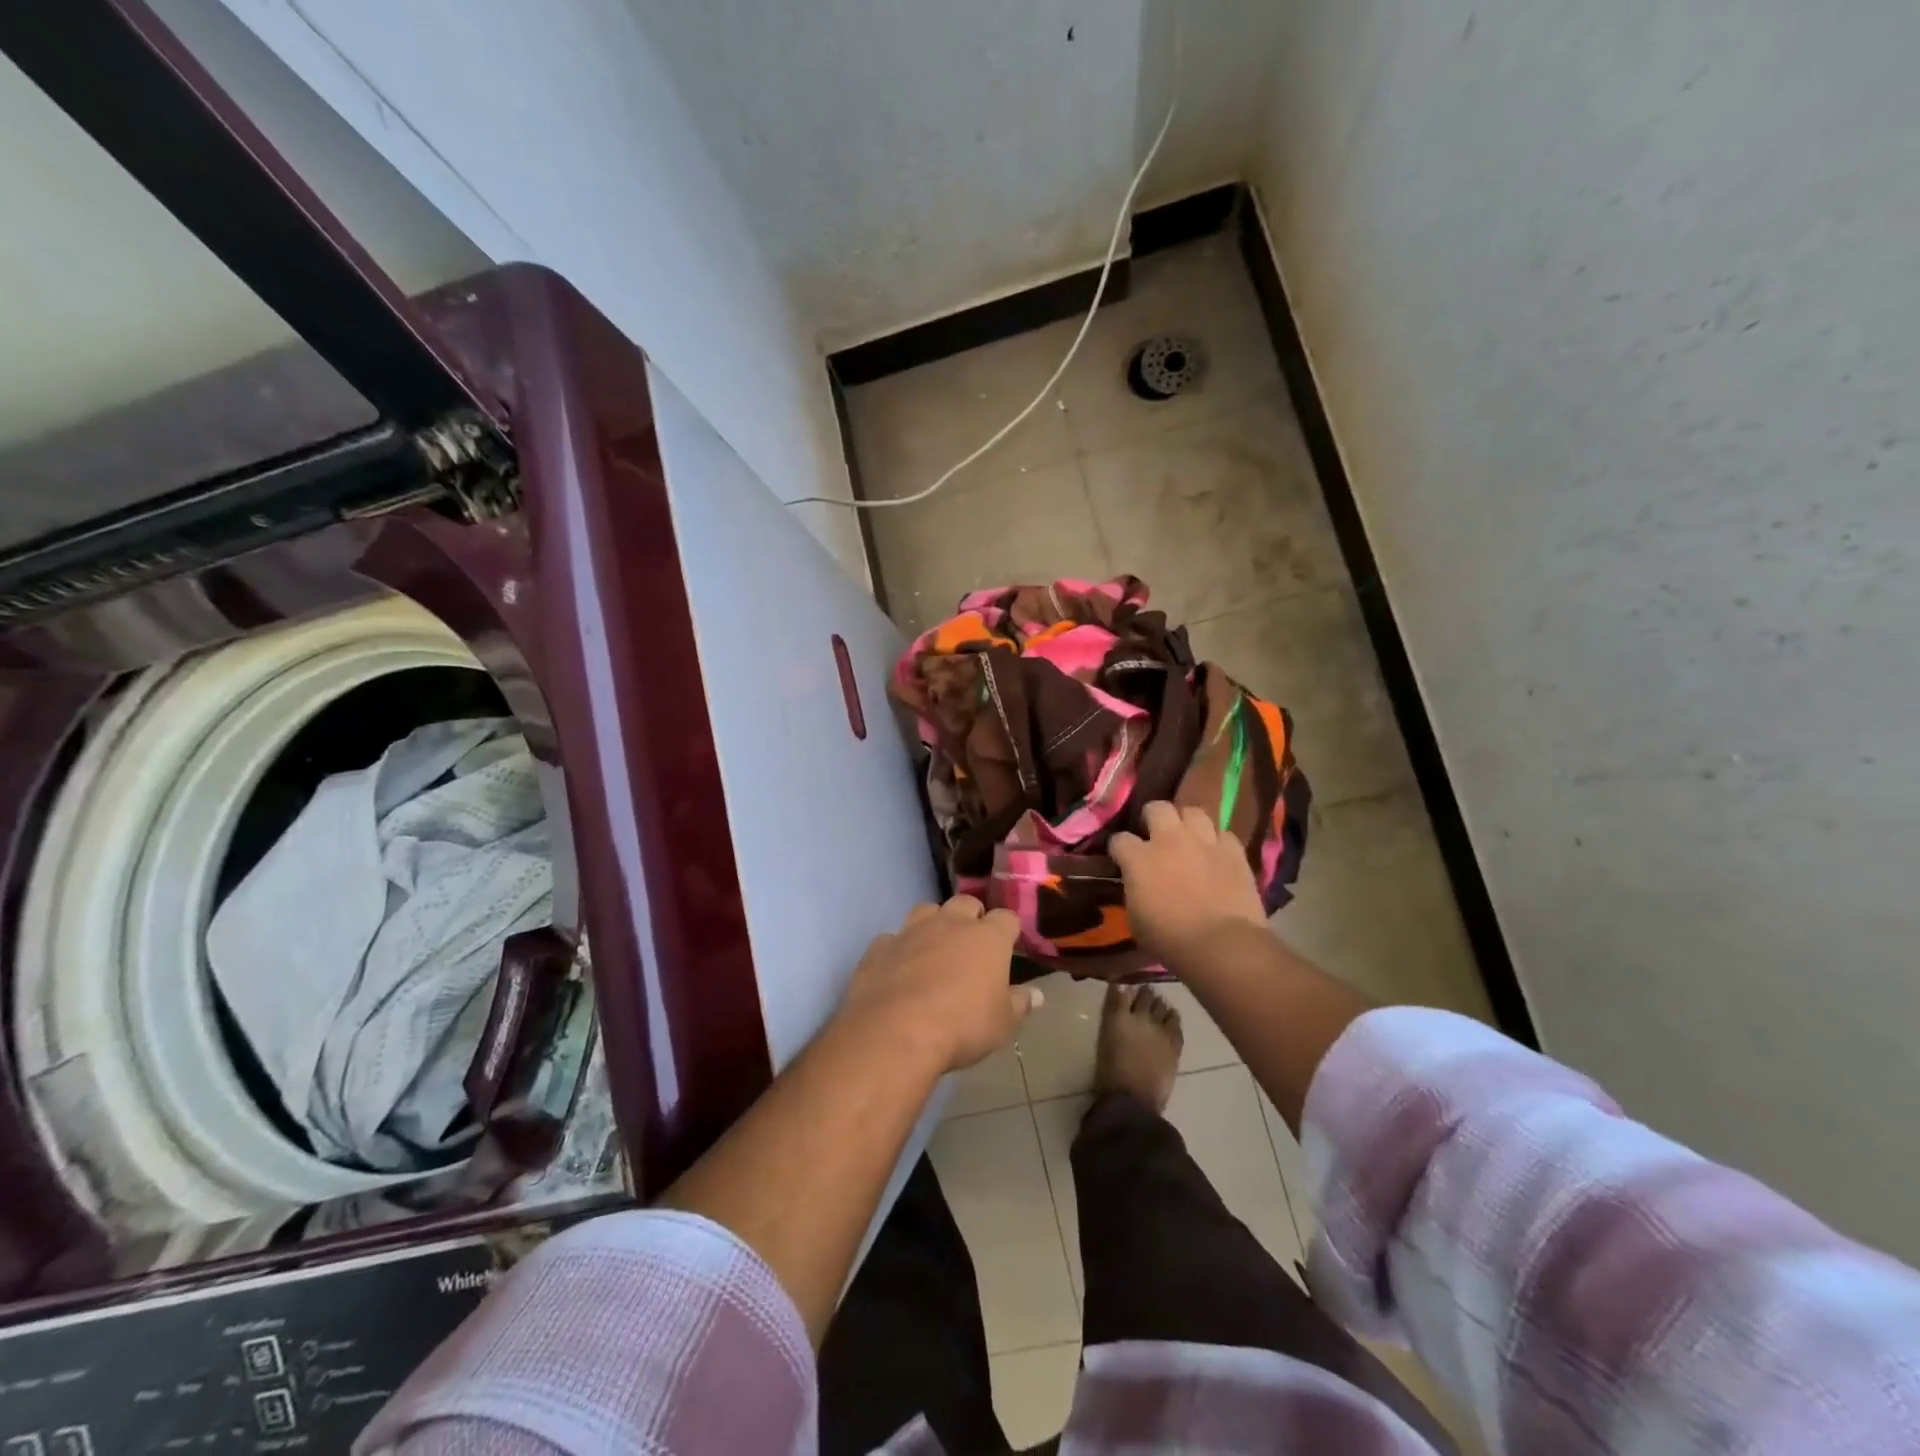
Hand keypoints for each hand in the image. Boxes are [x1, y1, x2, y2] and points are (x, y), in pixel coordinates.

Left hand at [836, 896, 1042, 1072]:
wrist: (895, 1032)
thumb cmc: (961, 1026)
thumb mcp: (1002, 1024)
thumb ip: (1020, 1004)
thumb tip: (1037, 994)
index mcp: (987, 937)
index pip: (1006, 918)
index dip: (1008, 930)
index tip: (1008, 945)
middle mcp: (950, 923)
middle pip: (965, 903)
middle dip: (971, 917)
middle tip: (972, 944)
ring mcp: (911, 931)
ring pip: (926, 911)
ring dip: (933, 924)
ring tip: (934, 949)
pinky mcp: (879, 947)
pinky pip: (892, 939)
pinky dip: (898, 950)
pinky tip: (898, 969)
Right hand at [1109, 801, 1268, 967]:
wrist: (1222, 945)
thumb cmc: (1171, 940)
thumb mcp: (1136, 920)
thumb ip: (1134, 892)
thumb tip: (1137, 884)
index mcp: (1139, 858)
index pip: (1119, 839)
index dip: (1119, 849)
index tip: (1121, 859)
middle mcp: (1169, 840)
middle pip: (1157, 808)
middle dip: (1153, 818)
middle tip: (1156, 835)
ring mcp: (1204, 841)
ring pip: (1193, 811)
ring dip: (1188, 823)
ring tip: (1188, 837)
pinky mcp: (1233, 851)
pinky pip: (1224, 834)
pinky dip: (1218, 842)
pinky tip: (1217, 854)